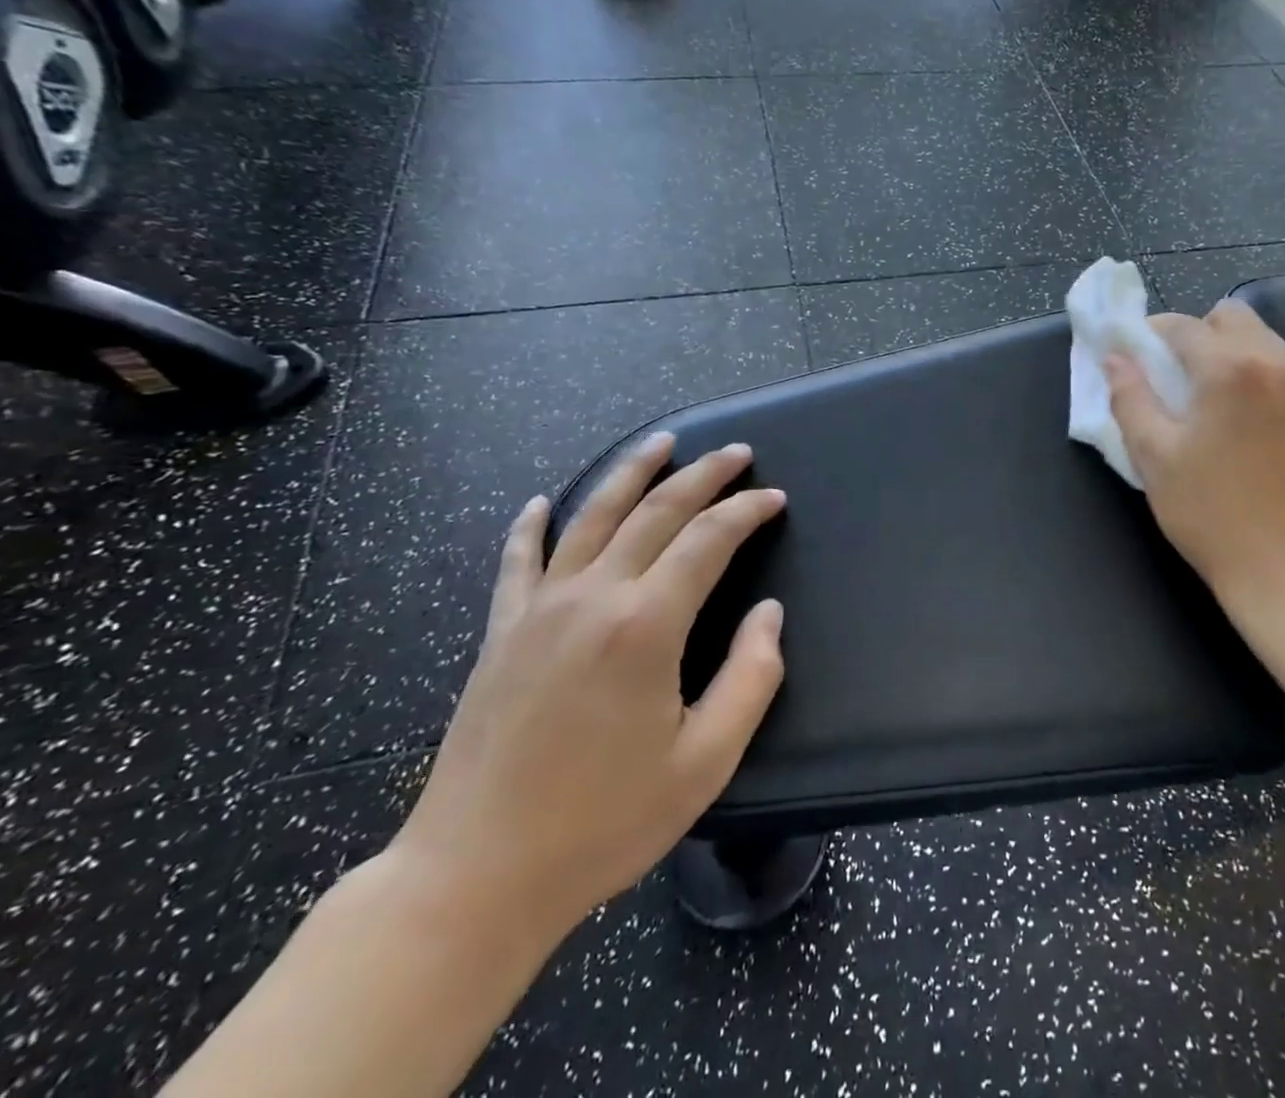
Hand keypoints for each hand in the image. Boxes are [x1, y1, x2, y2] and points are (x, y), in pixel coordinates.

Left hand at [390, 435, 786, 938]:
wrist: (475, 877)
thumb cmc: (603, 823)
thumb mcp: (706, 762)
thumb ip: (751, 677)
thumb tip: (768, 613)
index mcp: (646, 625)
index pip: (708, 540)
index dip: (747, 512)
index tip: (775, 499)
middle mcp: (592, 597)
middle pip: (655, 511)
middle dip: (703, 474)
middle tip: (737, 452)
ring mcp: (539, 610)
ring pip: (591, 515)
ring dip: (631, 472)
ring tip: (662, 442)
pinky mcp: (502, 632)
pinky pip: (518, 561)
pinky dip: (531, 525)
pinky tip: (541, 503)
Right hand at [1106, 301, 1284, 610]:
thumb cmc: (1210, 512)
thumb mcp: (1153, 456)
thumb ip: (1130, 398)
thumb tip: (1114, 359)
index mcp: (1229, 369)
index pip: (1183, 326)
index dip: (1150, 333)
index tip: (1131, 353)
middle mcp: (1274, 364)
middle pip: (1231, 316)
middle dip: (1196, 332)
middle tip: (1172, 374)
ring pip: (1262, 340)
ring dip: (1228, 351)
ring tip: (1206, 396)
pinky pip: (1283, 371)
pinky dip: (1255, 375)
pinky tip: (1240, 419)